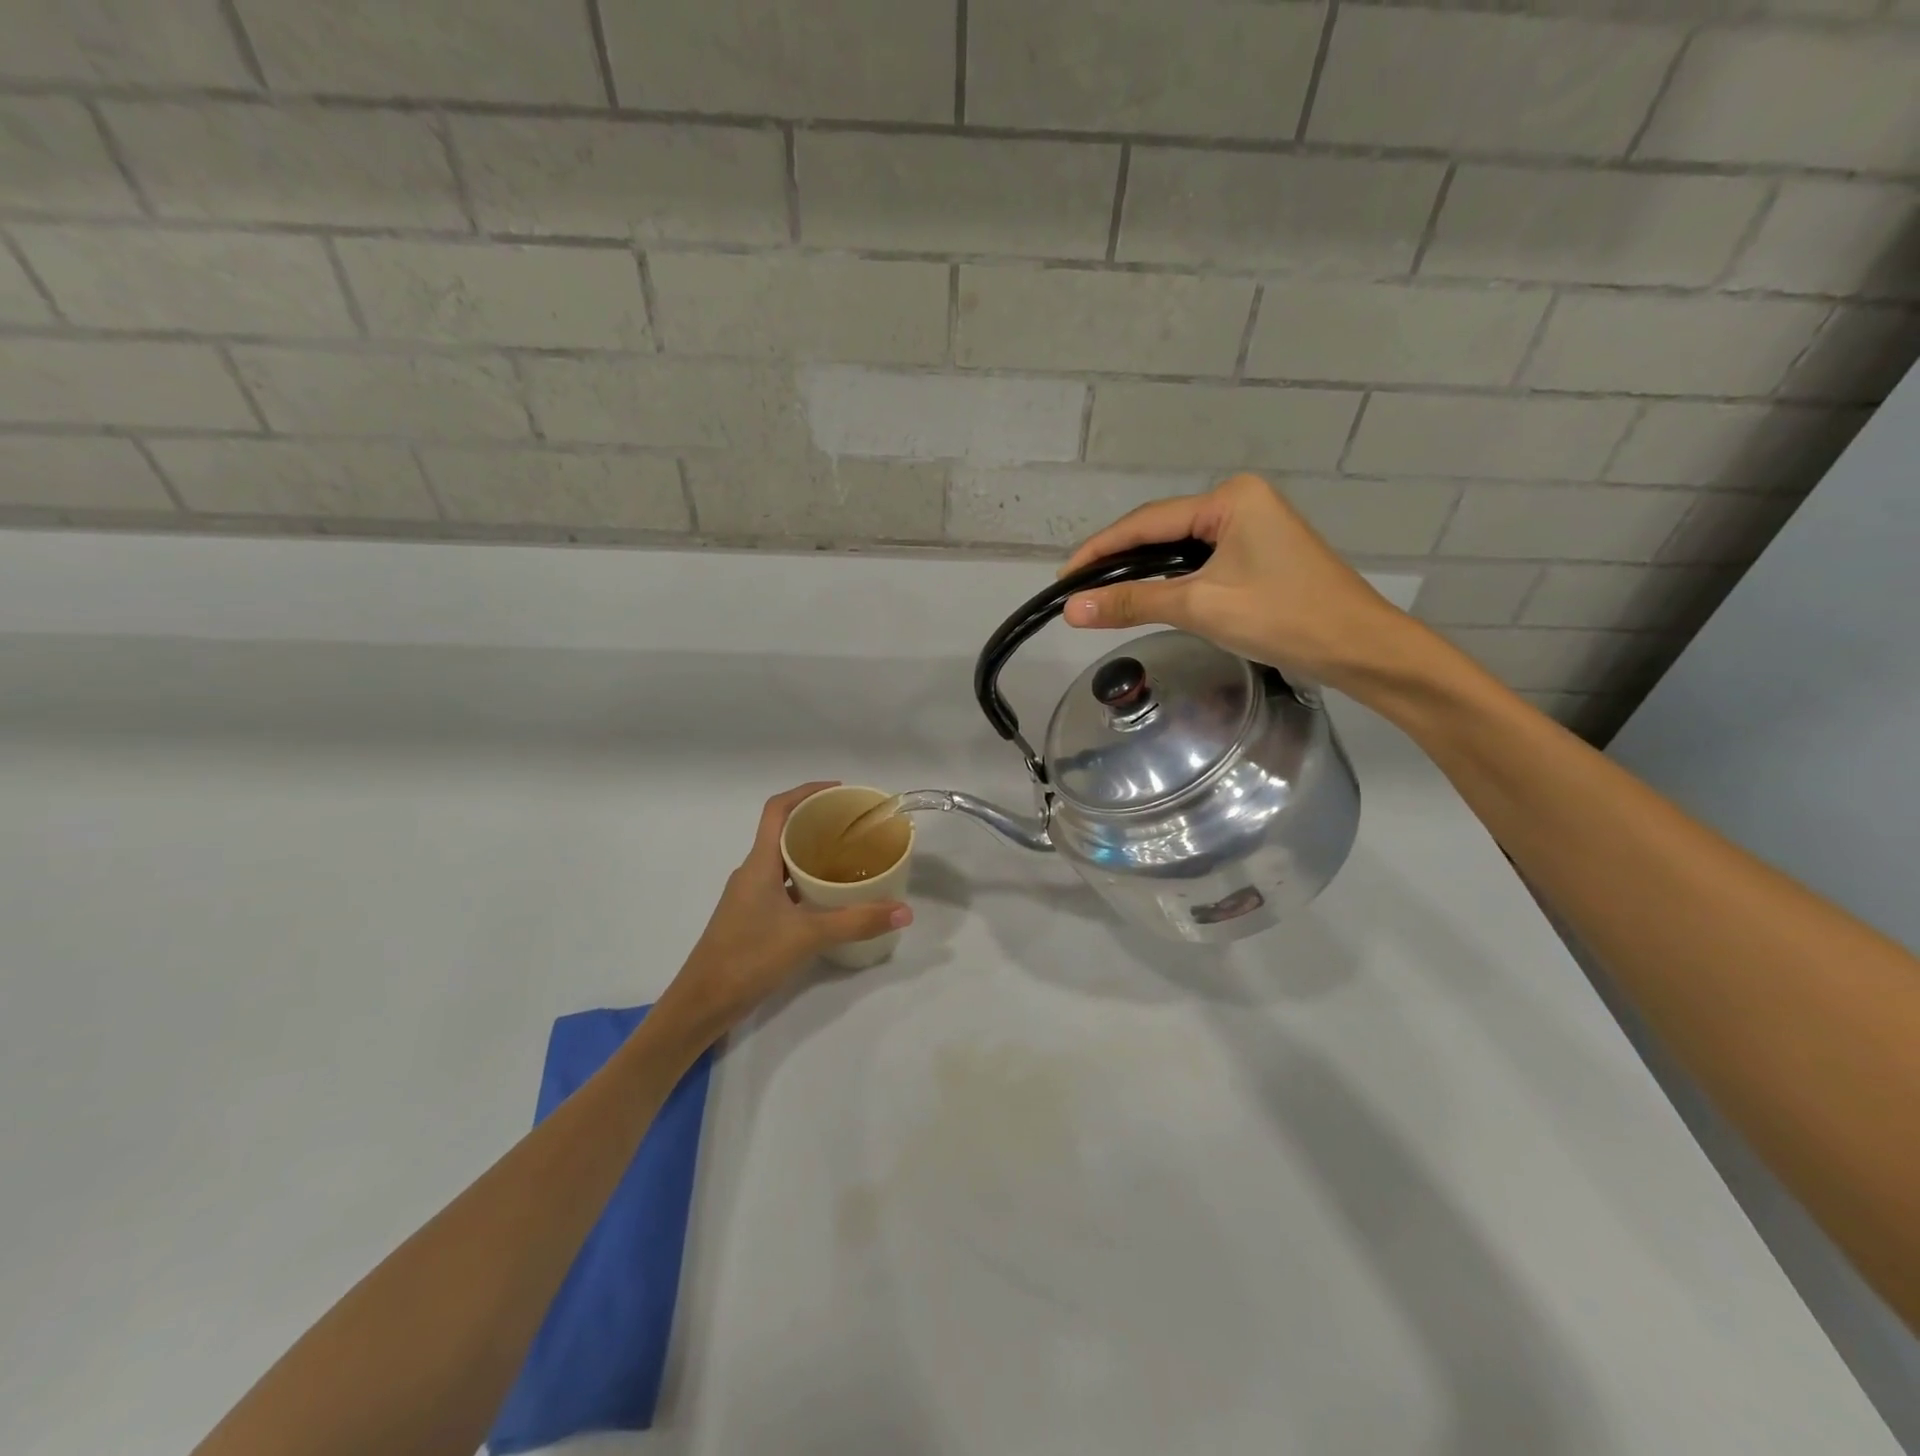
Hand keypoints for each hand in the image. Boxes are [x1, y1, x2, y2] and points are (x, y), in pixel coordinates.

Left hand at [659, 783, 911, 1037]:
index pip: (777, 810)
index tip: (839, 791)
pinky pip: (783, 886)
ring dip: (812, 854)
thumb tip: (904, 911)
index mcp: (759, 863)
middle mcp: (752, 872)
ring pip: (784, 861)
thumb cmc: (748, 958)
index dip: (806, 792)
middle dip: (817, 822)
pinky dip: (806, 882)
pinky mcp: (753, 918)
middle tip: (855, 826)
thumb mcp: (808, 937)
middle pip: (784, 832)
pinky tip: (830, 897)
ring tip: (850, 858)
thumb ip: (856, 922)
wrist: (702, 1004)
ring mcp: (750, 896)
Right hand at [1059, 473, 1422, 692]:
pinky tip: (1148, 595)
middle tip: (1078, 591)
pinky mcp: (1259, 553)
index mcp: (1229, 498)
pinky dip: (1170, 579)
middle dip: (1119, 560)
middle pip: (1161, 530)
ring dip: (1142, 571)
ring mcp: (1252, 526)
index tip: (1063, 578)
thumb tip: (1071, 609)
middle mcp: (1240, 501)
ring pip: (1179, 547)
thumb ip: (1133, 602)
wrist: (1360, 648)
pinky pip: (1200, 560)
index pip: (1146, 522)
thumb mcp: (1201, 607)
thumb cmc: (1283, 618)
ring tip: (1102, 595)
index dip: (1100, 549)